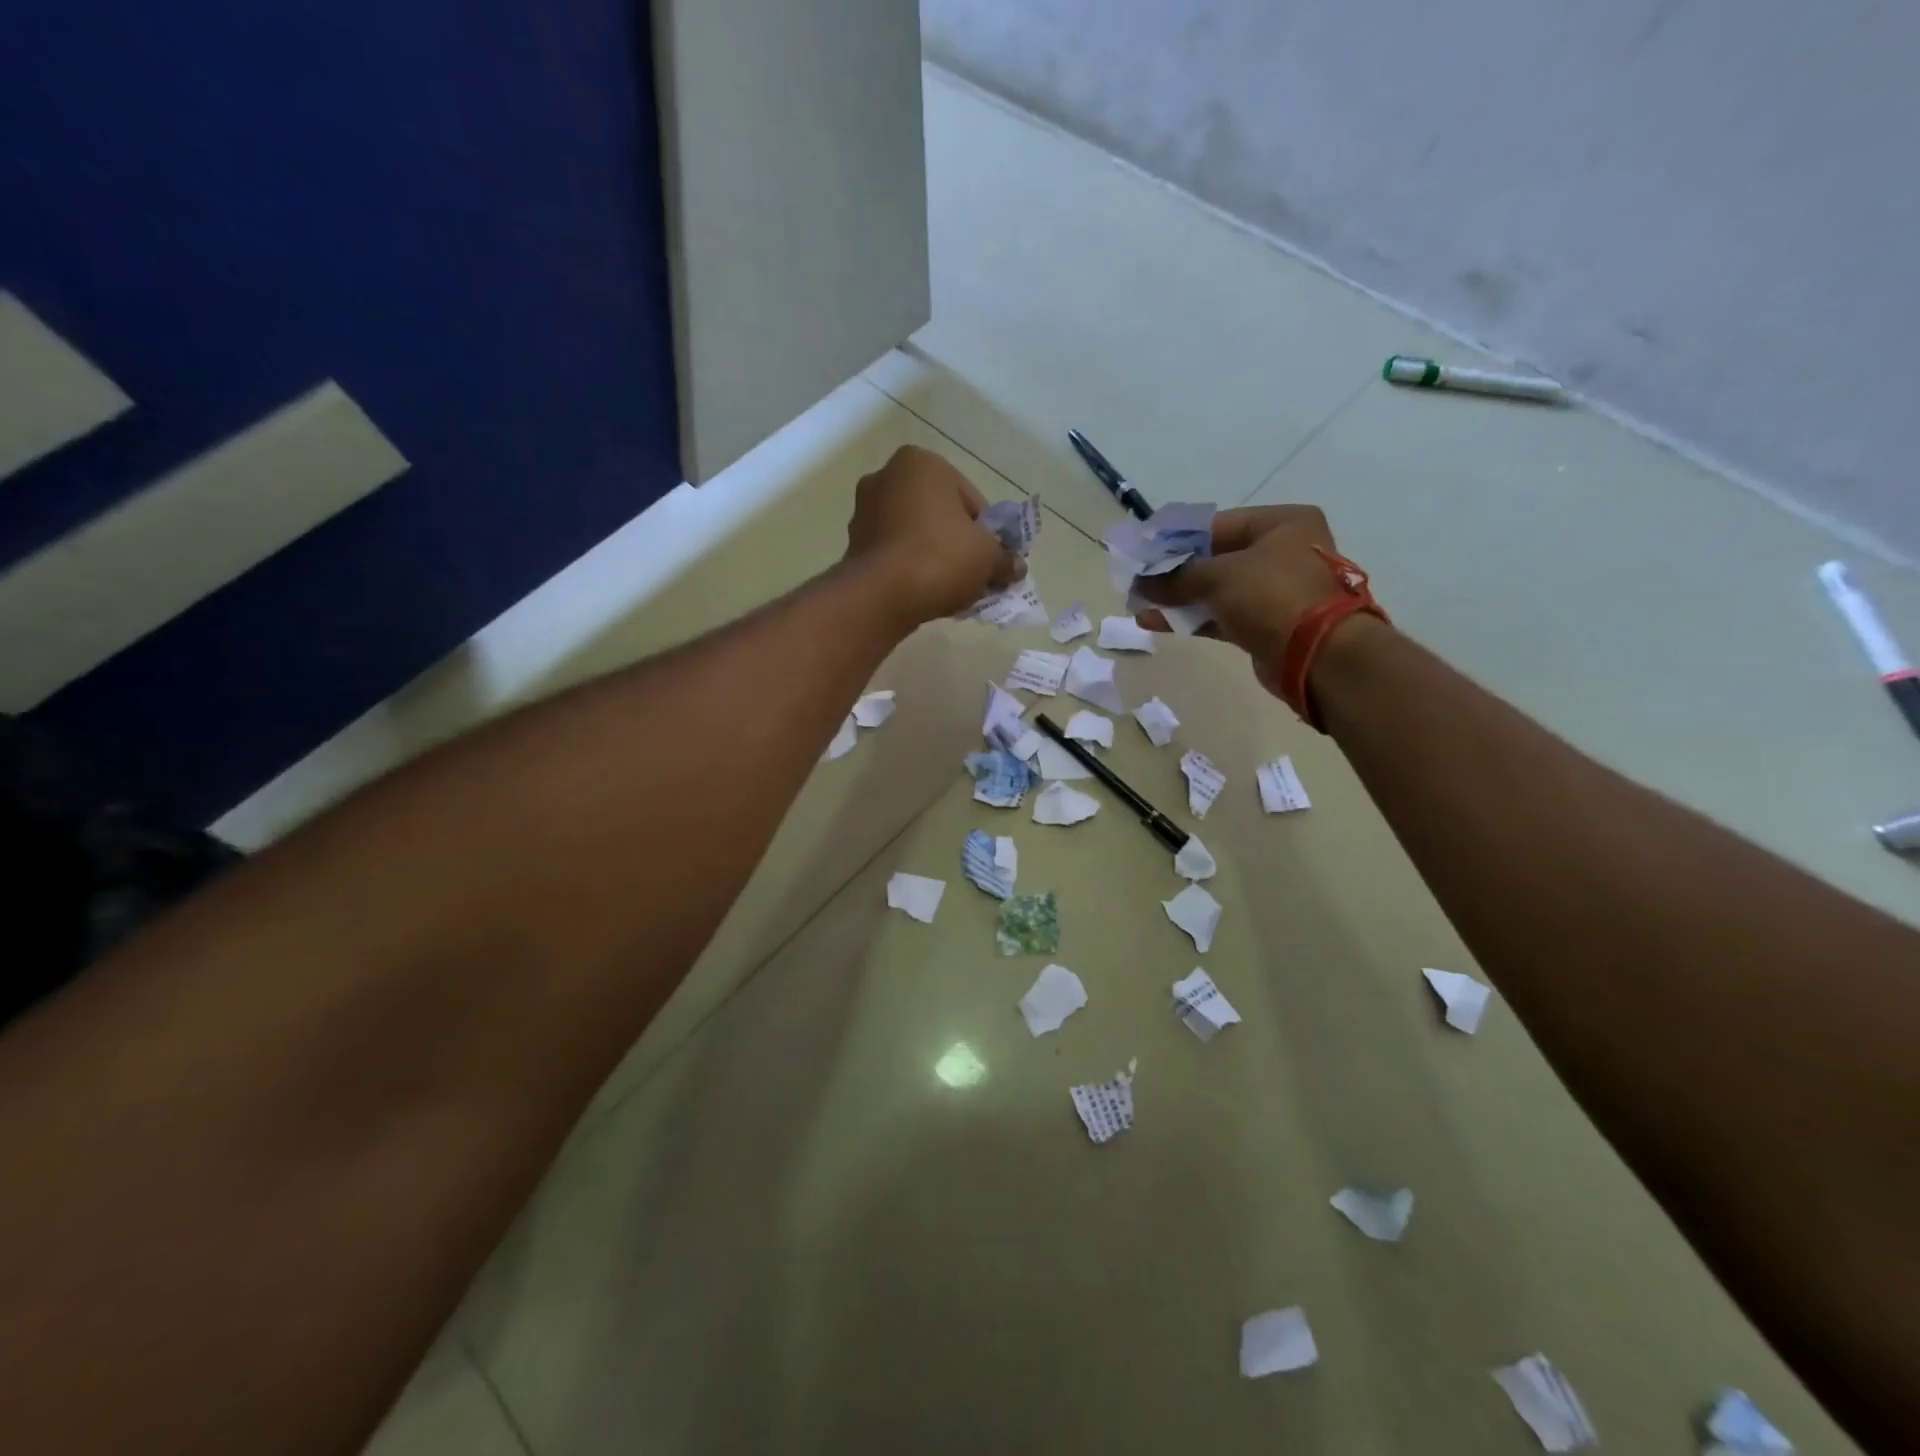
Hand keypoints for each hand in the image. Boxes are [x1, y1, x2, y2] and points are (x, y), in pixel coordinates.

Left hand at [843, 446, 1020, 626]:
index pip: (971, 499)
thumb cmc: (940, 558)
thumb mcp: (988, 558)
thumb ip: (1006, 559)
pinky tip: (925, 592)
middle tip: (975, 574)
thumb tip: (1016, 567)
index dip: (988, 533)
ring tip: (951, 588)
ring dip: (935, 556)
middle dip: (959, 543)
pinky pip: (895, 552)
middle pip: (941, 515)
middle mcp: (887, 477)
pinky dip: (911, 568)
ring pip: (916, 534)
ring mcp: (864, 510)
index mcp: (922, 463)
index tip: (993, 559)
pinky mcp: (853, 543)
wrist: (881, 596)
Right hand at [1134, 505, 1371, 696]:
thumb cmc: (1272, 595)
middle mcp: (1283, 552)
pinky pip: (1221, 615)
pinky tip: (1155, 621)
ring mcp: (1276, 591)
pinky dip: (1192, 618)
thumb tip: (1139, 582)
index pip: (1217, 524)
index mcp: (1282, 524)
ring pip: (1216, 590)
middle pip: (1215, 558)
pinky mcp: (1267, 624)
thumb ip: (1176, 577)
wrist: (1317, 655)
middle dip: (1174, 572)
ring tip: (1139, 603)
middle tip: (1137, 580)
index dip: (1177, 538)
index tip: (1144, 550)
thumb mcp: (1218, 576)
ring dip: (1178, 597)